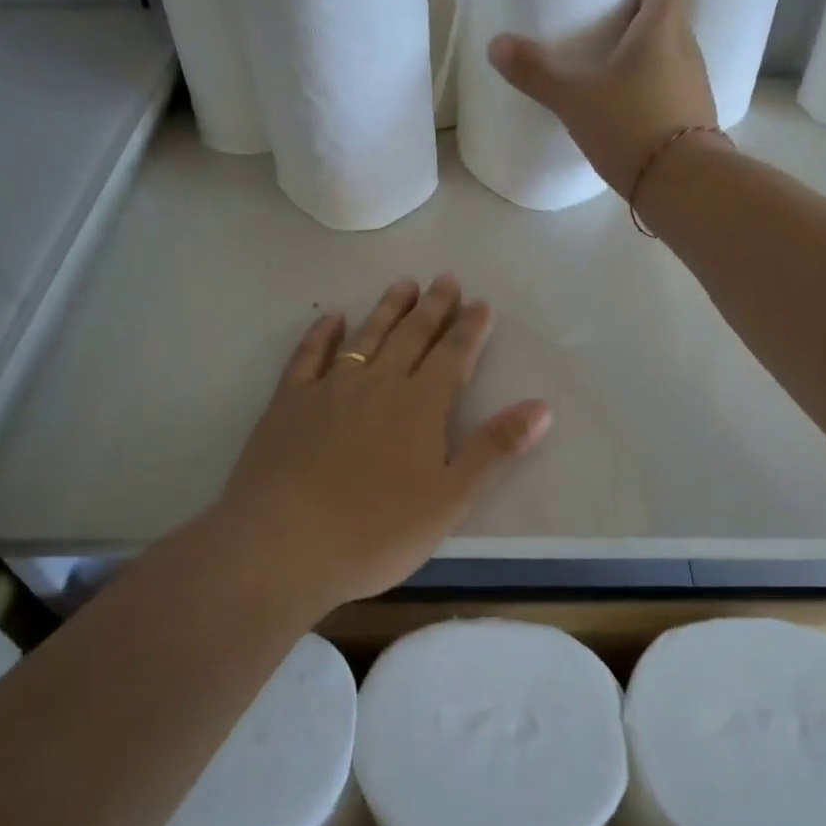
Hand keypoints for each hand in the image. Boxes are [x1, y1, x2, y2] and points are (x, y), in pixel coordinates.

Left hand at [199, 276, 551, 617]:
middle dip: (433, 307)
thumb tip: (541, 406)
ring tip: (403, 284)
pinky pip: (308, 356)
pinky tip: (332, 318)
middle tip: (446, 279)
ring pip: (366, 336)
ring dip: (387, 308)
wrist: (283, 546)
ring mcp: (329, 389)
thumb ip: (495, 449)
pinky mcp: (288, 402)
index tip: (481, 303)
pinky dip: (322, 334)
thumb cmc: (376, 531)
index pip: (453, 356)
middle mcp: (378, 384)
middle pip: (411, 336)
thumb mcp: (451, 499)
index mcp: (420, 406)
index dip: (470, 329)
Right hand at [487, 0, 721, 194]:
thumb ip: (536, 73)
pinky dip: (652, 82)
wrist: (683, 184)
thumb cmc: (631, 126)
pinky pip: (672, 84)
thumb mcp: (575, 100)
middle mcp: (686, 46)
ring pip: (672, 50)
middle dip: (641, 8)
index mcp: (663, 26)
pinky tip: (625, 102)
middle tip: (604, 17)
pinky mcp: (694, 115)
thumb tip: (496, 45)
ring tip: (610, 60)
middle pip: (670, 12)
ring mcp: (695, 83)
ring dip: (647, 48)